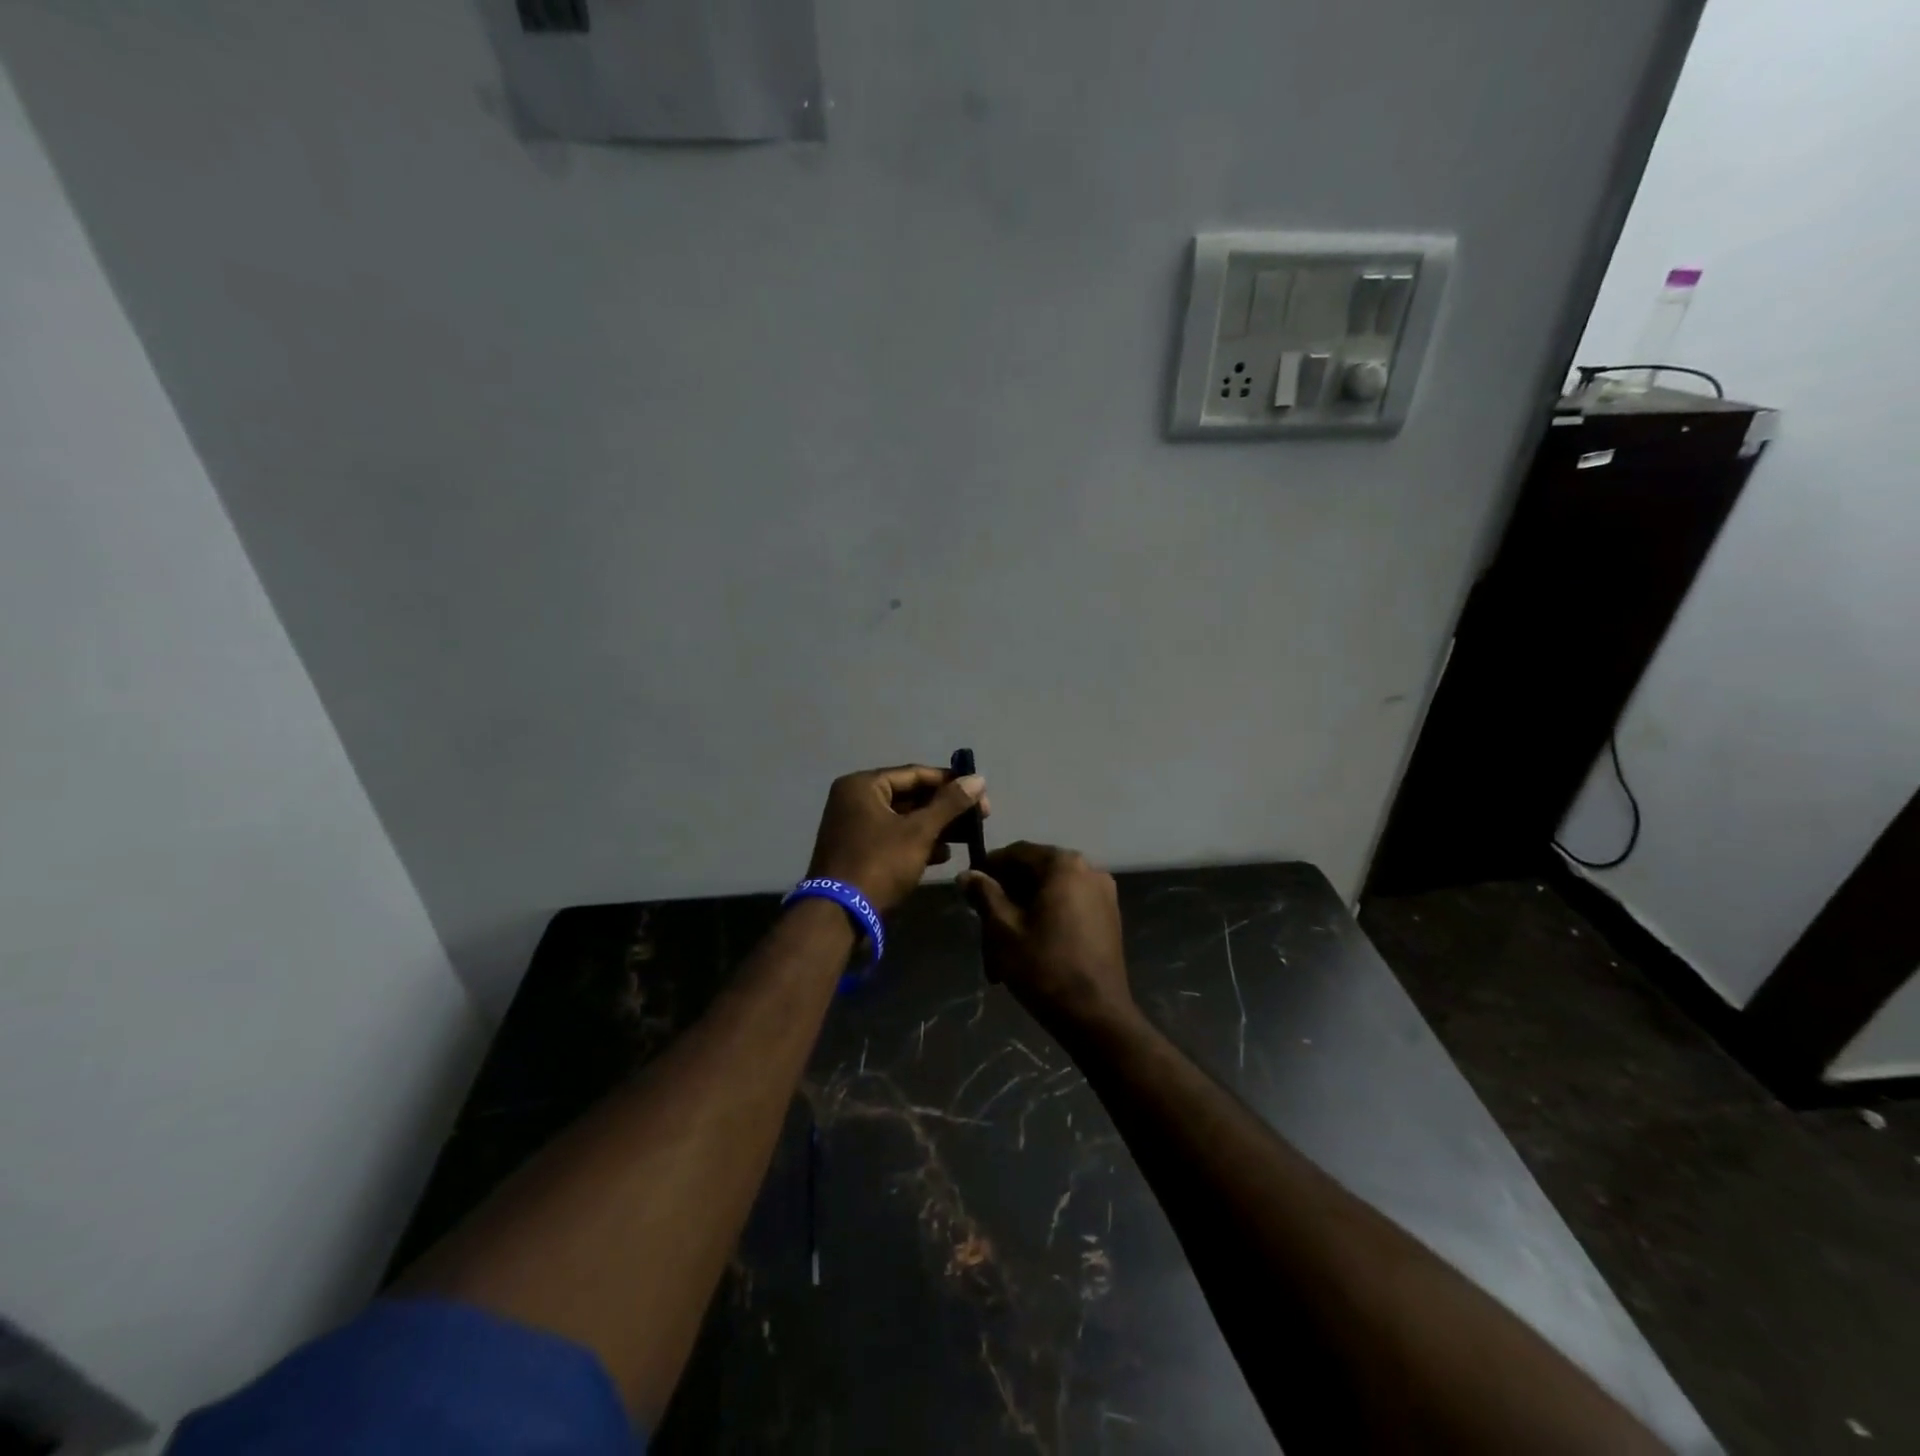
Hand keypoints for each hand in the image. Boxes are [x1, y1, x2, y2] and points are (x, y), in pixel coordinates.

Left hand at [806, 765, 988, 914]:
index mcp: (863, 785)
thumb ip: (949, 804)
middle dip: (945, 808)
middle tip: (978, 818)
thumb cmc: (880, 864)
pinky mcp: (859, 852)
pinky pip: (894, 838)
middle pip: (910, 796)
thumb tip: (978, 779)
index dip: (951, 782)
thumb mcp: (919, 832)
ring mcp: (855, 827)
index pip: (915, 774)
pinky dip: (918, 843)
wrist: (840, 916)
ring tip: (967, 837)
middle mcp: (855, 800)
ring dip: (935, 827)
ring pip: (904, 819)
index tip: (981, 794)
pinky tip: (943, 855)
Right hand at [959, 843, 1133, 1033]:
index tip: (970, 890)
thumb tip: (967, 874)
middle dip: (1007, 896)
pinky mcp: (1108, 918)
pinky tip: (1029, 948)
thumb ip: (984, 894)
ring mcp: (1103, 894)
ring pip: (1050, 893)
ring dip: (1024, 912)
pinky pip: (1068, 906)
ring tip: (1002, 946)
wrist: (1096, 1016)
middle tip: (984, 925)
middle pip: (1035, 872)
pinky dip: (1046, 919)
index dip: (990, 868)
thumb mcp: (1003, 929)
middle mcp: (1089, 870)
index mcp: (1063, 865)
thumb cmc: (1044, 967)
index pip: (1017, 853)